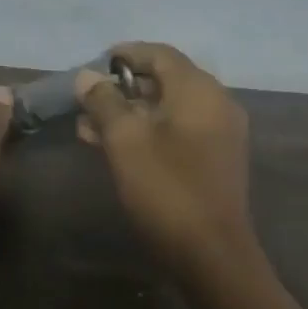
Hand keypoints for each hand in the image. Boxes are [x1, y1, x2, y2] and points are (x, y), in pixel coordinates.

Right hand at [76, 42, 255, 271]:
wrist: (213, 254)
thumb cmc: (167, 189)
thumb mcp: (126, 142)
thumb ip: (105, 103)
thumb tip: (88, 77)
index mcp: (199, 90)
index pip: (161, 54)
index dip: (127, 53)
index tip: (97, 62)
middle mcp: (216, 103)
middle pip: (166, 80)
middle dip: (123, 88)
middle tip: (87, 99)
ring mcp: (220, 133)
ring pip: (169, 109)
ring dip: (131, 113)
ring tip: (88, 126)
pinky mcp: (216, 159)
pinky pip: (179, 131)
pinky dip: (149, 131)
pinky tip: (114, 146)